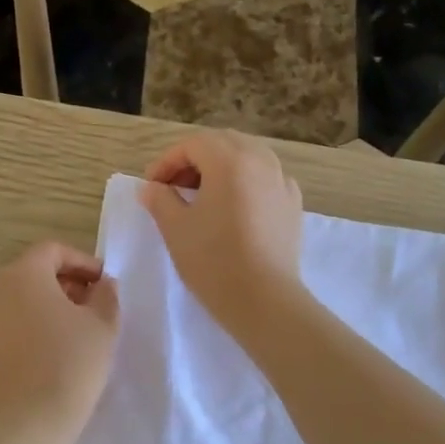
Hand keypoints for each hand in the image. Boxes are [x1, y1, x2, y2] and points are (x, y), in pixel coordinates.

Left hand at [0, 243, 120, 443]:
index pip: (52, 251)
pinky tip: (39, 358)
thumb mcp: (103, 326)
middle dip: (60, 285)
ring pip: (10, 304)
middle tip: (87, 307)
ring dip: (38, 310)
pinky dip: (18, 334)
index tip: (102, 282)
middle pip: (28, 275)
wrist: (25, 424)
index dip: (81, 261)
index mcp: (22, 274)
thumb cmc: (70, 365)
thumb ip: (106, 295)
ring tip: (65, 335)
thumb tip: (102, 285)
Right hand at [139, 132, 304, 335]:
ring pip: (248, 157)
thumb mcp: (175, 228)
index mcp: (229, 161)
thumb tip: (151, 187)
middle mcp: (260, 161)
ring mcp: (282, 182)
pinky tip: (235, 207)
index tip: (152, 186)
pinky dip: (246, 182)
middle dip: (194, 159)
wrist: (263, 299)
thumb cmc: (213, 260)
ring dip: (221, 168)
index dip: (167, 161)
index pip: (192, 145)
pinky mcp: (293, 205)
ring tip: (203, 196)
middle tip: (174, 187)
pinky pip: (267, 179)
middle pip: (223, 143)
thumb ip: (160, 199)